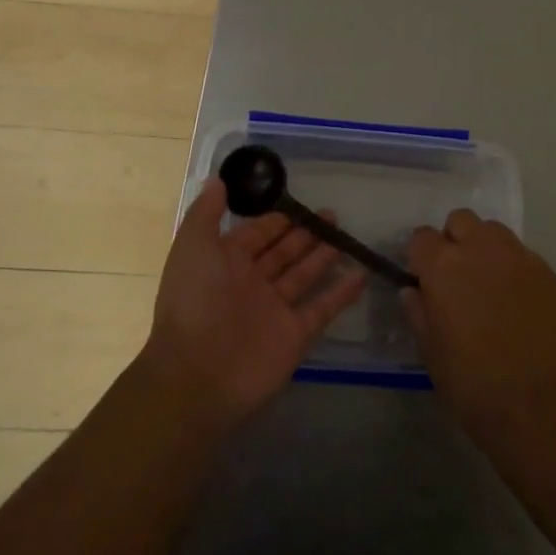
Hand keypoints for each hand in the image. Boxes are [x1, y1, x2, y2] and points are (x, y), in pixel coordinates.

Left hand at [142, 179, 367, 425]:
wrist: (197, 375)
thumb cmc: (195, 302)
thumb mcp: (193, 246)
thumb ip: (206, 212)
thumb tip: (218, 179)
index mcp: (227, 262)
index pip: (257, 234)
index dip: (277, 219)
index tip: (301, 203)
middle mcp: (252, 283)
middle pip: (284, 252)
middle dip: (305, 233)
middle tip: (333, 214)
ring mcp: (275, 310)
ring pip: (304, 275)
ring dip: (324, 256)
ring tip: (346, 235)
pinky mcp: (294, 335)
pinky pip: (322, 308)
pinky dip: (341, 293)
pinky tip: (361, 274)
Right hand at [404, 210, 555, 448]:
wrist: (535, 405)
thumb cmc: (470, 382)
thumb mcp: (430, 350)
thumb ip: (417, 310)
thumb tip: (414, 290)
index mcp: (444, 265)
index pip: (421, 236)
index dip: (420, 256)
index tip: (424, 279)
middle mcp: (481, 248)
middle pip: (461, 220)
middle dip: (454, 240)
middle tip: (457, 276)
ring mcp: (519, 257)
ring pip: (495, 232)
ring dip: (486, 248)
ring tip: (489, 284)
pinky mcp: (548, 273)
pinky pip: (524, 257)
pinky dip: (515, 270)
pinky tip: (518, 303)